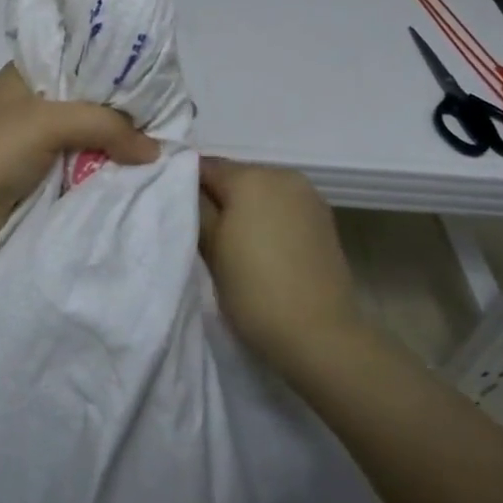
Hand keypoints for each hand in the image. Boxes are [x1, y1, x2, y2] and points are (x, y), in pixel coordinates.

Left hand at [0, 64, 158, 254]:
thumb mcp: (49, 122)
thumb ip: (105, 125)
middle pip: (94, 100)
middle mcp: (37, 99)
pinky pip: (82, 164)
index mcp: (32, 71)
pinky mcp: (40, 172)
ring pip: (91, 135)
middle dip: (127, 112)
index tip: (163, 82)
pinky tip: (135, 172)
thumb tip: (155, 150)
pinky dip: (104, 168)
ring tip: (162, 149)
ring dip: (118, 145)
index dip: (123, 69)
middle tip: (171, 121)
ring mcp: (37, 138)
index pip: (87, 58)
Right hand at [198, 157, 363, 374]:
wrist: (320, 335)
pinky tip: (262, 249)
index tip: (178, 213)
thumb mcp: (210, 248)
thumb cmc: (254, 289)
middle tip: (202, 232)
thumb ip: (196, 208)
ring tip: (233, 244)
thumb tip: (187, 187)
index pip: (204, 167)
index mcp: (250, 176)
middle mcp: (282, 174)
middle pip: (236, 176)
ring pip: (261, 191)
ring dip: (245, 208)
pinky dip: (269, 219)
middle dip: (218, 197)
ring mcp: (308, 195)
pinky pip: (283, 207)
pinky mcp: (324, 219)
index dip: (186, 186)